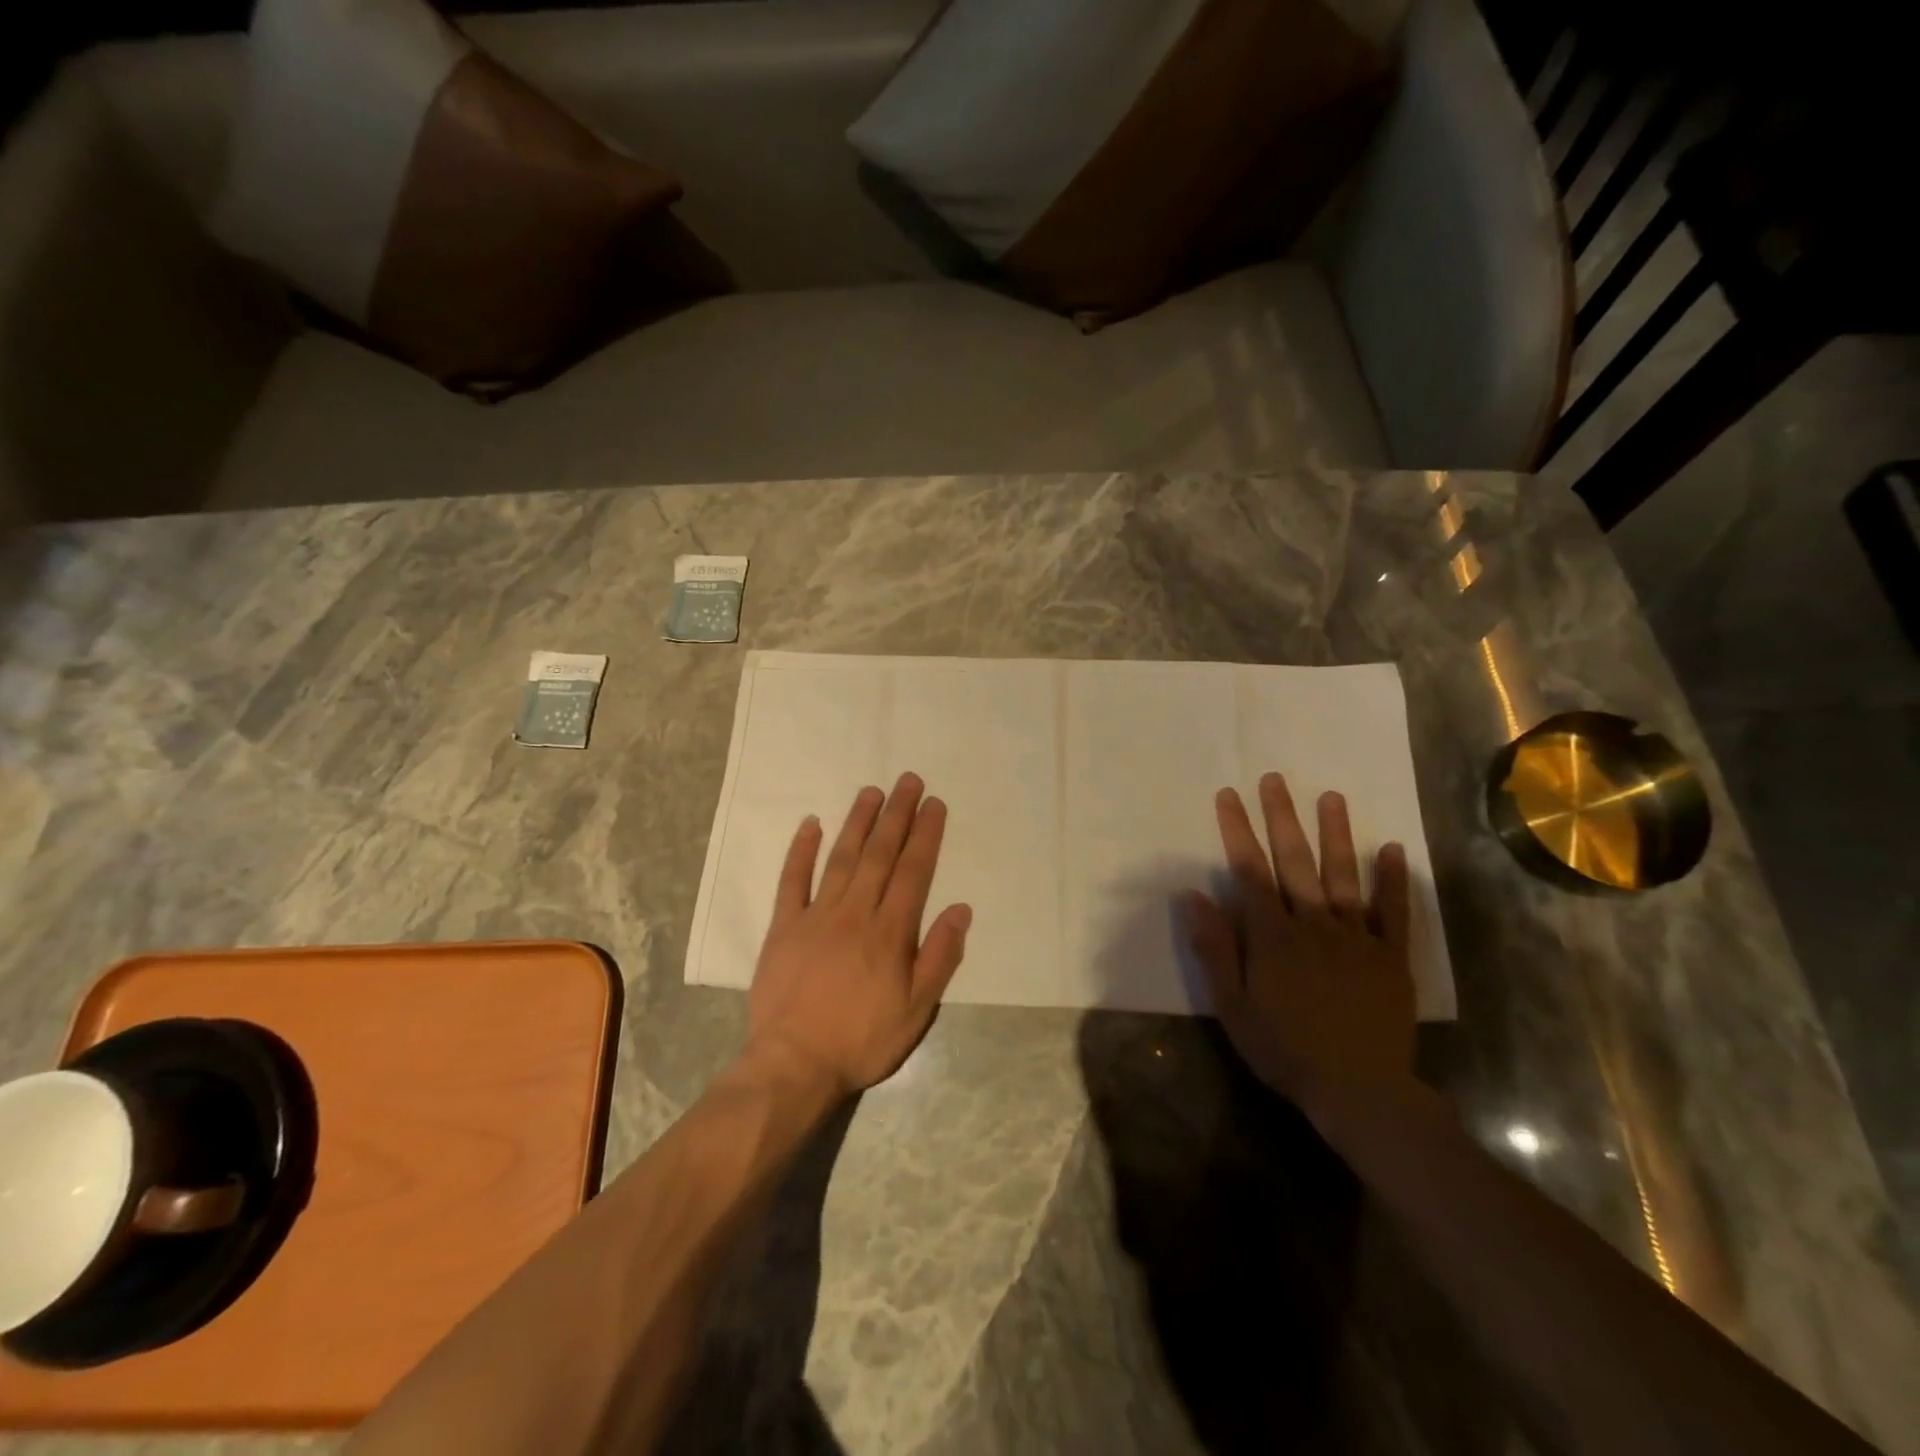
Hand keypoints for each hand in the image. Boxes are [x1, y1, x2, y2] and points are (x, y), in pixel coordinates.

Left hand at [743, 772, 971, 1098]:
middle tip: (908, 780)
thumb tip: (961, 909)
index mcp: (890, 931)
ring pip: (841, 858)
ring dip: (858, 822)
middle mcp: (856, 912)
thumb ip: (940, 956)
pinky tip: (810, 824)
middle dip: (897, 815)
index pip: (913, 871)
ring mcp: (816, 916)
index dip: (925, 835)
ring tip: (871, 792)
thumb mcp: (918, 1010)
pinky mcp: (784, 927)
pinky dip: (800, 850)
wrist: (794, 1064)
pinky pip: (791, 880)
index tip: (934, 804)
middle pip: (880, 854)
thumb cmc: (863, 1039)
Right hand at [1184, 772, 1414, 1112]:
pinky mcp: (1389, 957)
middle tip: (1274, 779)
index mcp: (1272, 936)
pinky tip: (1391, 849)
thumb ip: (1214, 948)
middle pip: (1295, 862)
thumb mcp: (1232, 1005)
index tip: (1228, 796)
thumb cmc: (1284, 1049)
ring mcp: (1355, 938)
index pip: (1250, 871)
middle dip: (1281, 818)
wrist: (1358, 1091)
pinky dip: (1392, 880)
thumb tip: (1192, 896)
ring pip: (1342, 876)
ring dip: (1336, 834)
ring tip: (1331, 796)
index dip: (1237, 831)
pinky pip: (1392, 913)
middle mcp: (1313, 925)